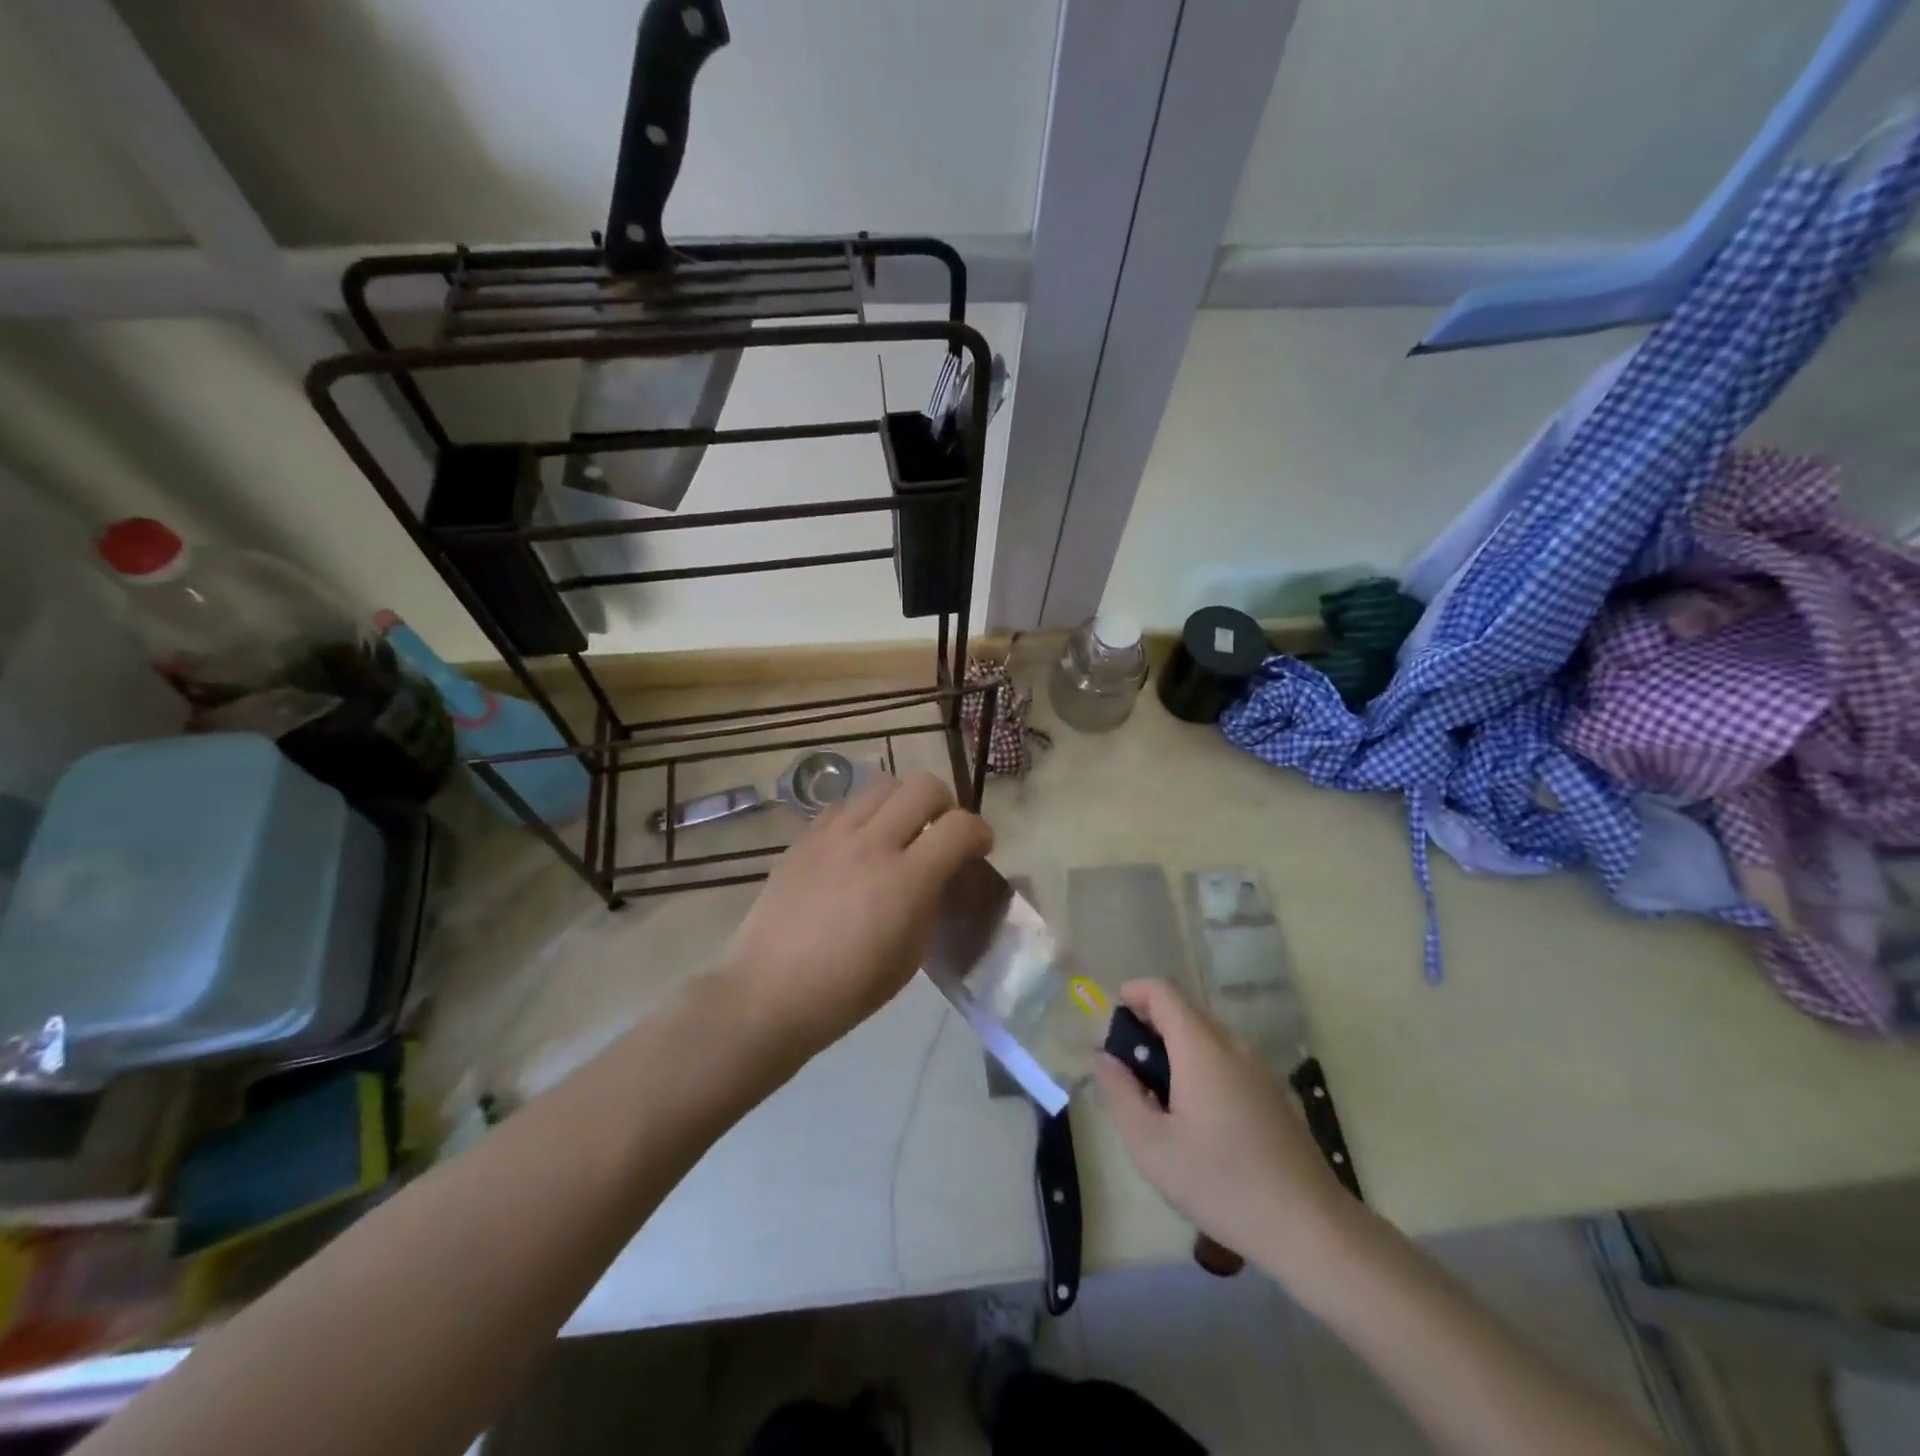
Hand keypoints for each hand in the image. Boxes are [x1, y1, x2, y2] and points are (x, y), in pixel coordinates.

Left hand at [720, 771, 992, 1057]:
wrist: (769, 993)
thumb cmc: (848, 990)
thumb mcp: (910, 956)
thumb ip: (931, 903)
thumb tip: (940, 875)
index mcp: (906, 881)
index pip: (960, 826)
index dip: (980, 832)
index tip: (979, 848)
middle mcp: (872, 843)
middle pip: (923, 785)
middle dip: (945, 804)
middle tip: (940, 832)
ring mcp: (833, 835)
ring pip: (882, 783)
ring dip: (903, 801)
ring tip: (899, 831)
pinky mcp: (804, 837)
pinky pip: (845, 803)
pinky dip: (865, 813)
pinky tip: (859, 843)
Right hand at [1093, 979, 1354, 1281]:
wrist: (1311, 1229)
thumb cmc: (1222, 1183)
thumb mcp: (1152, 1146)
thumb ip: (1120, 1094)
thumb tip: (1106, 1059)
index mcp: (1202, 1048)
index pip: (1163, 991)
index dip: (1133, 994)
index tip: (1113, 1024)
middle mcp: (1233, 1046)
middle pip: (1185, 1011)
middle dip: (1150, 1026)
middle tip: (1129, 1071)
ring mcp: (1260, 1070)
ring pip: (1208, 1038)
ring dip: (1176, 1050)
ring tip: (1159, 1100)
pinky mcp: (1275, 1095)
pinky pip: (1229, 1061)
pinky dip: (1202, 1069)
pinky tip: (1199, 1121)